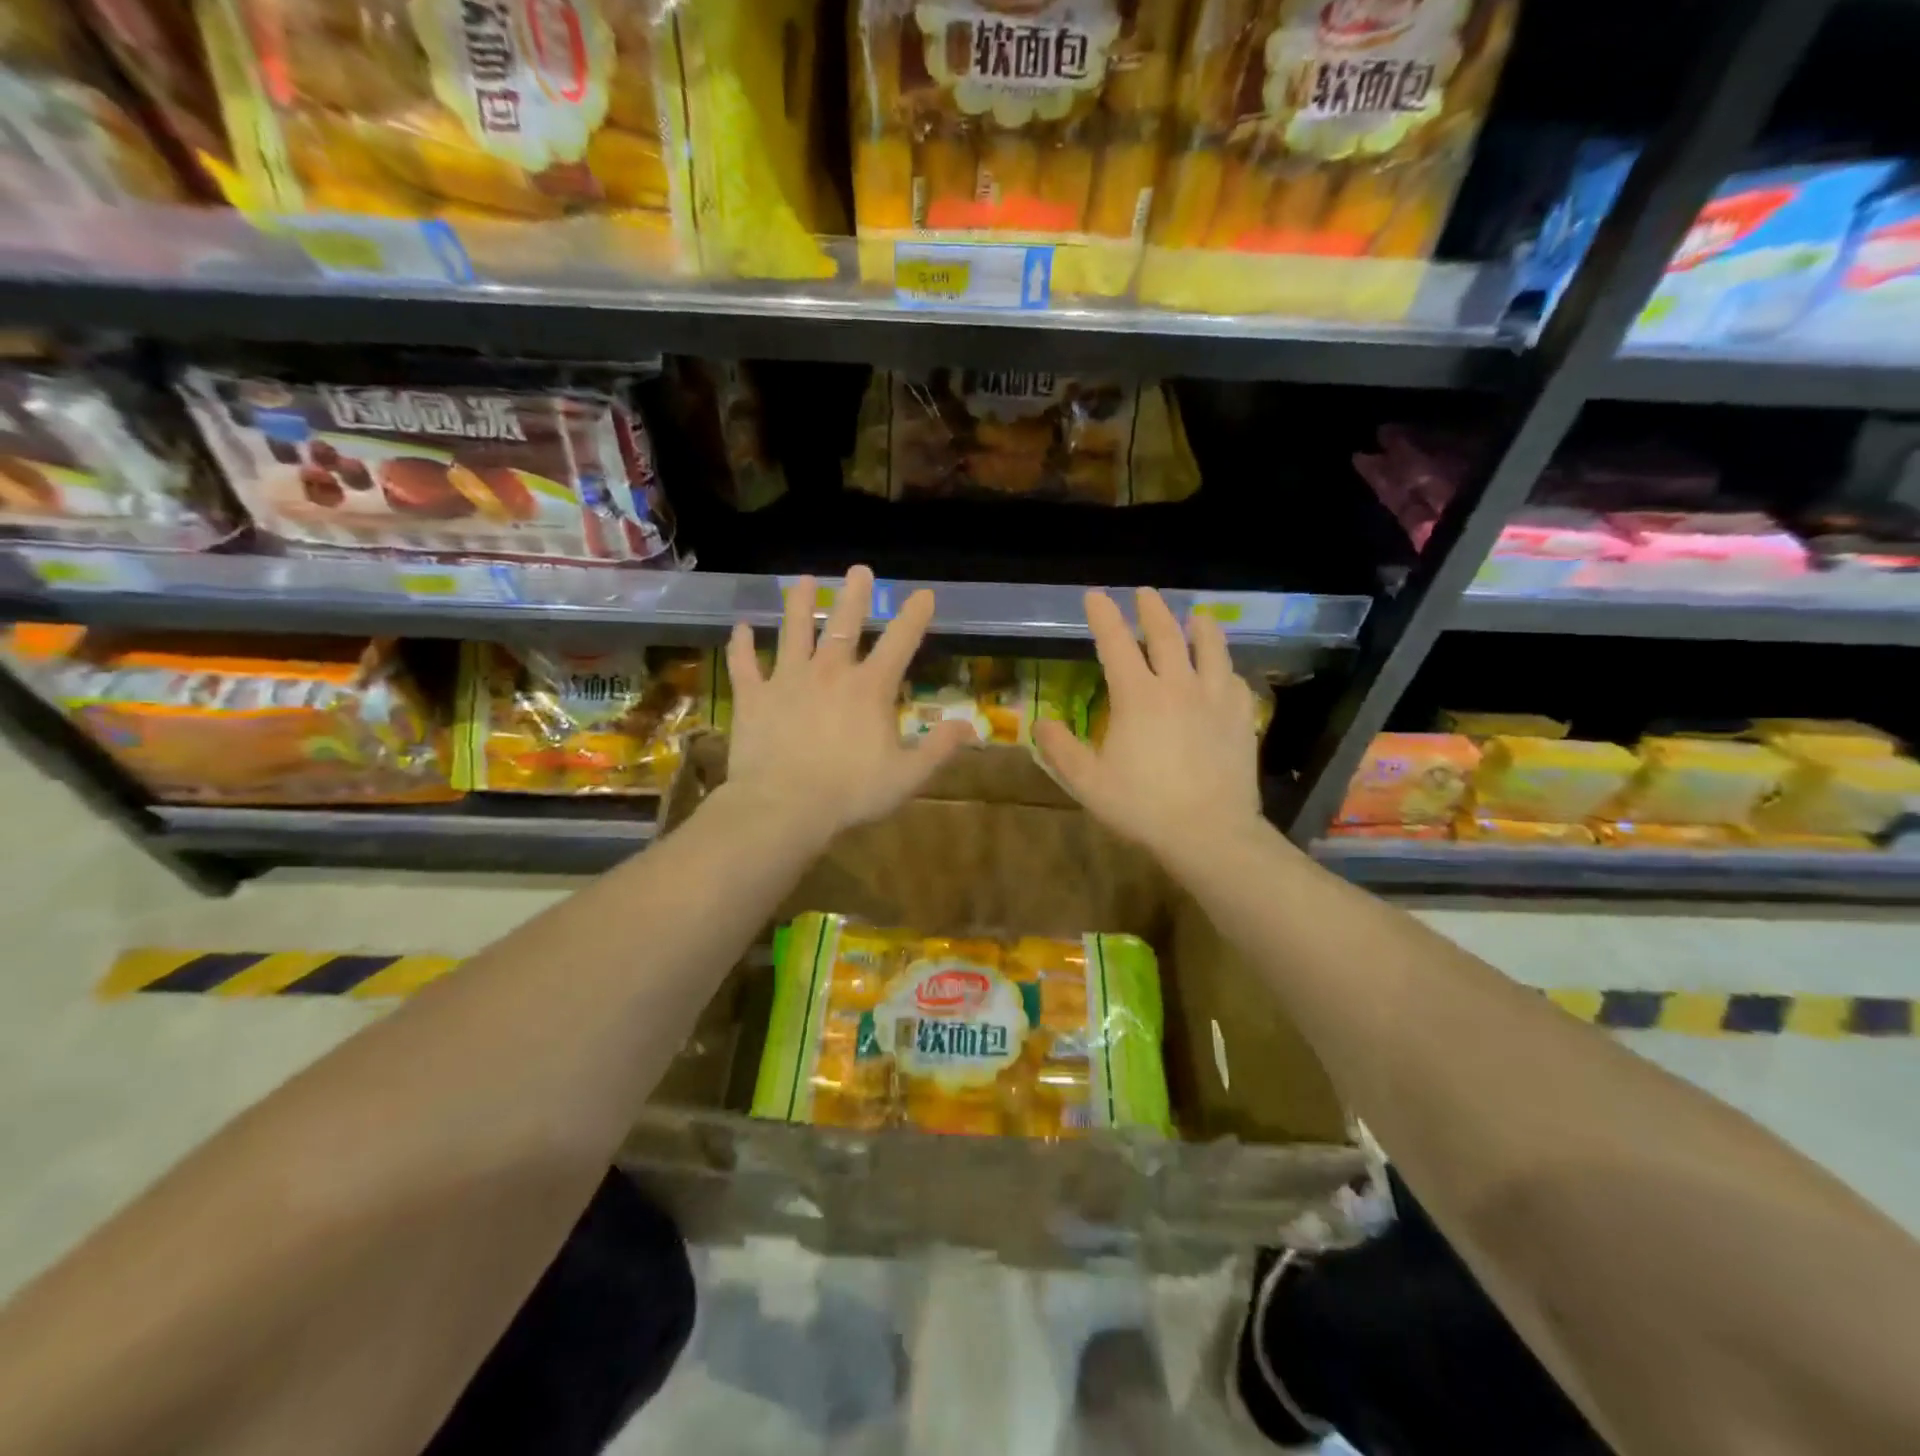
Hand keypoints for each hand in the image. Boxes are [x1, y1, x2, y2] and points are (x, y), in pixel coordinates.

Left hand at [721, 566, 975, 841]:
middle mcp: (829, 672)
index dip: (914, 617)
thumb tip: (970, 727)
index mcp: (869, 688)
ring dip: (797, 605)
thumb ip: (939, 748)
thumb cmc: (850, 793)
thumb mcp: (907, 776)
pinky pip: (745, 664)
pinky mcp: (753, 697)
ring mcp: (787, 680)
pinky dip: (741, 646)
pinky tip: (740, 629)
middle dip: (854, 595)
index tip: (923, 594)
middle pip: (844, 624)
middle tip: (858, 570)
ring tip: (801, 581)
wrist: (784, 806)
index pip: (899, 643)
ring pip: (793, 632)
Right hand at [1034, 587, 1264, 861]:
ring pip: (1211, 649)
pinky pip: (1234, 681)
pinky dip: (1225, 669)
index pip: (1116, 644)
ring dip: (1201, 628)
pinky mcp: (1241, 719)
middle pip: (1166, 635)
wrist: (1209, 832)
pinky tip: (1224, 673)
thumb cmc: (1143, 807)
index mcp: (1138, 697)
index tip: (1095, 596)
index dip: (1103, 617)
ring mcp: (1215, 699)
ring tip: (1197, 616)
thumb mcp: (1088, 782)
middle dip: (1152, 610)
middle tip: (1145, 593)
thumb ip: (1061, 749)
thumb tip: (1041, 723)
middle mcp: (1178, 686)